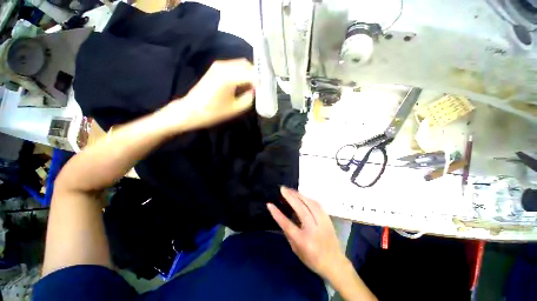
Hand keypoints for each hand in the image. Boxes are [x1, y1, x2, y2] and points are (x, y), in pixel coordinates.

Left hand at [160, 59, 254, 130]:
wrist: (188, 110)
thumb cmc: (210, 112)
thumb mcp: (235, 109)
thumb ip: (250, 97)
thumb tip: (257, 89)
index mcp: (229, 76)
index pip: (254, 74)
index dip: (263, 81)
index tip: (269, 89)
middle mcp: (225, 66)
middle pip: (248, 65)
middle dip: (256, 75)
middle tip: (262, 87)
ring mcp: (219, 64)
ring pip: (242, 64)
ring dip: (249, 72)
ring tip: (253, 86)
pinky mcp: (216, 66)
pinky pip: (234, 65)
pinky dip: (241, 71)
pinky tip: (242, 83)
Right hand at [267, 187, 348, 278]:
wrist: (333, 262)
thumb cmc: (313, 261)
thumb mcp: (297, 251)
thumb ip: (290, 236)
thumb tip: (284, 222)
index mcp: (303, 240)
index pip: (287, 224)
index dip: (277, 214)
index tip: (269, 204)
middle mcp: (313, 229)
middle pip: (301, 209)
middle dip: (291, 197)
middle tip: (283, 189)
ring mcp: (323, 224)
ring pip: (312, 205)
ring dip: (301, 196)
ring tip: (292, 191)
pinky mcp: (329, 221)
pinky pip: (319, 207)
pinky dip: (310, 200)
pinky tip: (304, 197)